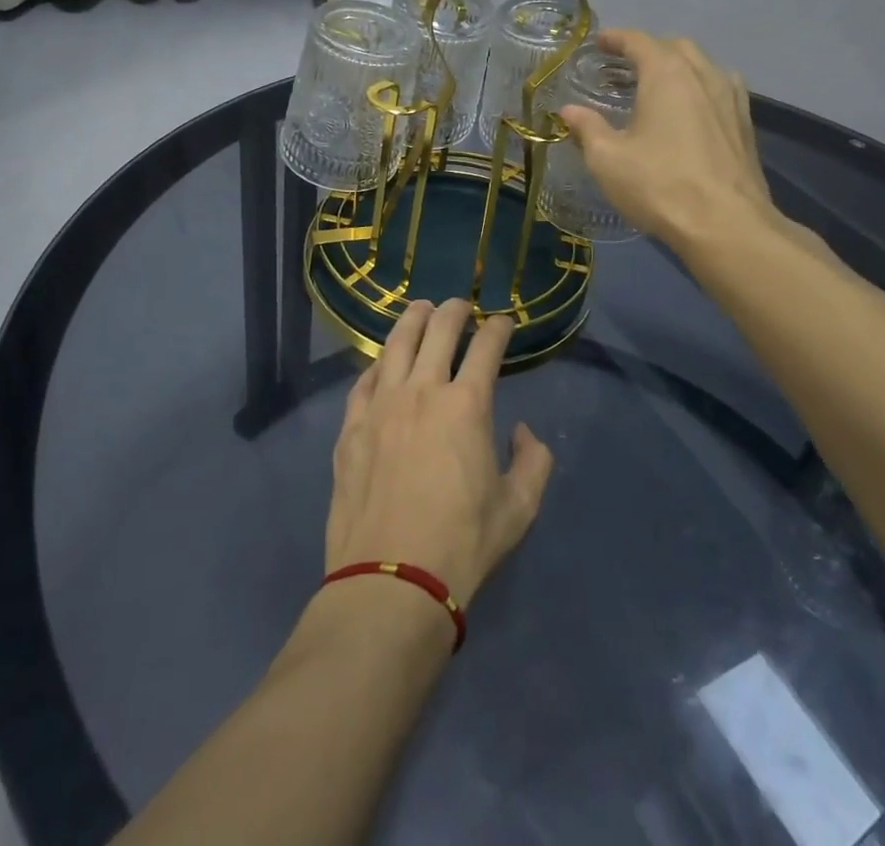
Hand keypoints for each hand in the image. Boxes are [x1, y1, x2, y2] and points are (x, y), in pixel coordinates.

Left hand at [326, 300, 553, 607]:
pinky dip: (379, 364)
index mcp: (467, 404)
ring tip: (420, 309)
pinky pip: (364, 380)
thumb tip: (524, 433)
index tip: (504, 323)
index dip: (498, 328)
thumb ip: (533, 462)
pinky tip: (383, 363)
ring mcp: (381, 404)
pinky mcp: (351, 426)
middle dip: (454, 310)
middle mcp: (423, 390)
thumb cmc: (463, 543)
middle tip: (461, 306)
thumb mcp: (519, 508)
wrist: (392, 579)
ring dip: (412, 320)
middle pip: (439, 330)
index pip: (486, 347)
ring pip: (396, 344)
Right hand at [558, 30, 833, 264]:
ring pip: (704, 66)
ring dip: (679, 66)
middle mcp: (703, 75)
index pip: (640, 42)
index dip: (617, 39)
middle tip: (625, 66)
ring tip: (658, 85)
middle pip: (676, 47)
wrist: (726, 225)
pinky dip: (700, 87)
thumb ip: (587, 128)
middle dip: (649, 50)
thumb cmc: (659, 185)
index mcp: (667, 75)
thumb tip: (568, 110)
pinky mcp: (745, 124)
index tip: (599, 43)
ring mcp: (731, 98)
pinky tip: (691, 111)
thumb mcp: (608, 159)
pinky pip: (721, 89)